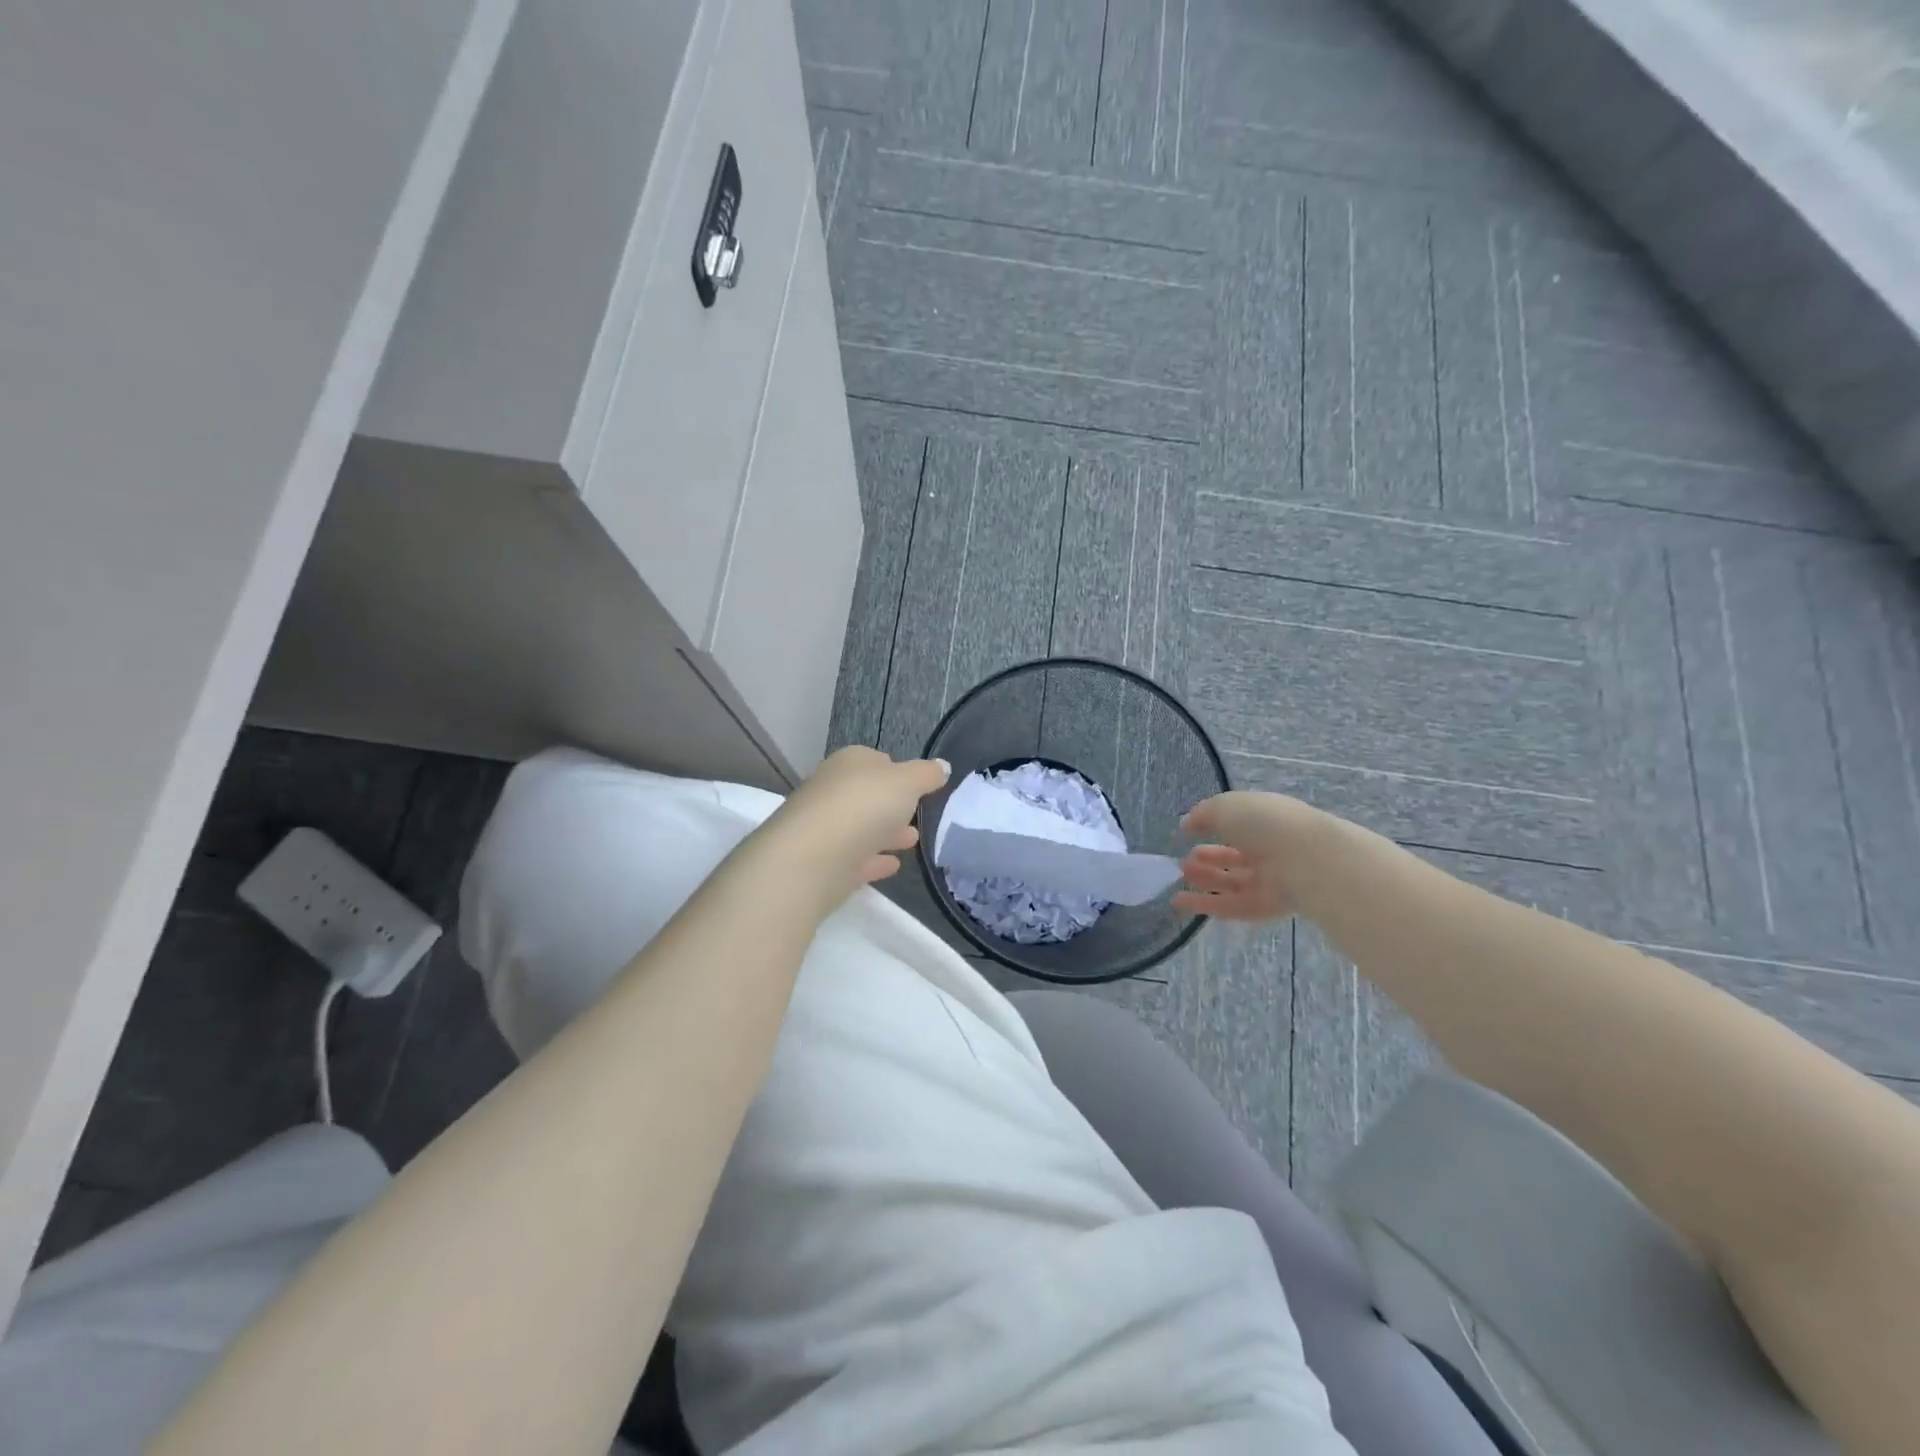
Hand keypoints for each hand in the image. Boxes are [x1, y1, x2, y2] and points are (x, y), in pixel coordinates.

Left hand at [761, 746, 949, 908]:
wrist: (810, 860)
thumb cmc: (863, 807)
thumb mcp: (906, 782)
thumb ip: (926, 774)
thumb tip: (942, 767)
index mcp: (850, 763)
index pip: (876, 760)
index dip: (900, 771)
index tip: (921, 787)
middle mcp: (832, 790)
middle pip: (868, 795)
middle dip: (893, 804)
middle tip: (919, 815)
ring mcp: (825, 827)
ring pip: (861, 827)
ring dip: (885, 832)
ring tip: (913, 841)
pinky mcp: (823, 863)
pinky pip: (855, 857)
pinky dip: (873, 859)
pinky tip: (893, 866)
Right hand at [1172, 790, 1327, 921]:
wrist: (1303, 859)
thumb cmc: (1263, 823)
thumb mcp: (1225, 807)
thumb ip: (1202, 815)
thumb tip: (1186, 825)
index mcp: (1265, 821)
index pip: (1237, 826)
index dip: (1212, 828)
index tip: (1188, 834)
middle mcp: (1270, 850)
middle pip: (1234, 858)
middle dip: (1207, 859)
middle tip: (1183, 862)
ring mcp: (1270, 881)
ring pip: (1232, 882)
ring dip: (1204, 880)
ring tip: (1180, 877)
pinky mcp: (1267, 907)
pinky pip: (1232, 906)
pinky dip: (1205, 904)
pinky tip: (1179, 902)